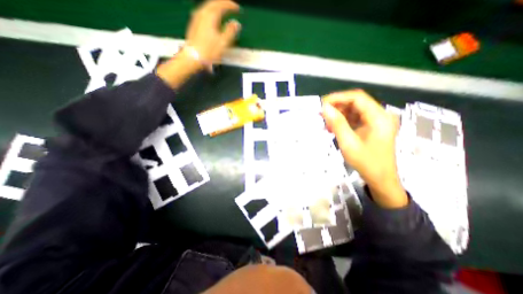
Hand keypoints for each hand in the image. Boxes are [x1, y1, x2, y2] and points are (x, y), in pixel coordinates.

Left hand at [186, 0, 240, 64]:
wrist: (193, 57)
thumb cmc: (209, 51)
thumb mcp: (223, 42)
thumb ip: (231, 31)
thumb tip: (236, 24)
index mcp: (210, 16)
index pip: (222, 4)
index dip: (231, 5)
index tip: (238, 9)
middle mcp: (202, 13)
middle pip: (213, 3)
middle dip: (223, 4)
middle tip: (231, 7)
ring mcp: (196, 18)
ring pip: (207, 7)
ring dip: (216, 7)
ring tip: (223, 11)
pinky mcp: (194, 24)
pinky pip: (204, 12)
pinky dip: (211, 12)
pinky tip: (213, 18)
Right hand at [323, 89, 407, 209]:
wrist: (380, 179)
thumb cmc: (366, 162)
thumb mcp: (348, 143)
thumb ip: (337, 123)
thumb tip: (325, 108)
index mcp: (378, 117)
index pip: (357, 98)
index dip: (338, 98)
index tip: (322, 104)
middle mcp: (379, 115)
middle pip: (356, 103)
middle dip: (337, 106)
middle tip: (321, 114)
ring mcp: (376, 121)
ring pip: (354, 110)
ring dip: (338, 114)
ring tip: (326, 123)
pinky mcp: (371, 127)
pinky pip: (355, 119)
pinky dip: (343, 121)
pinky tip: (333, 128)